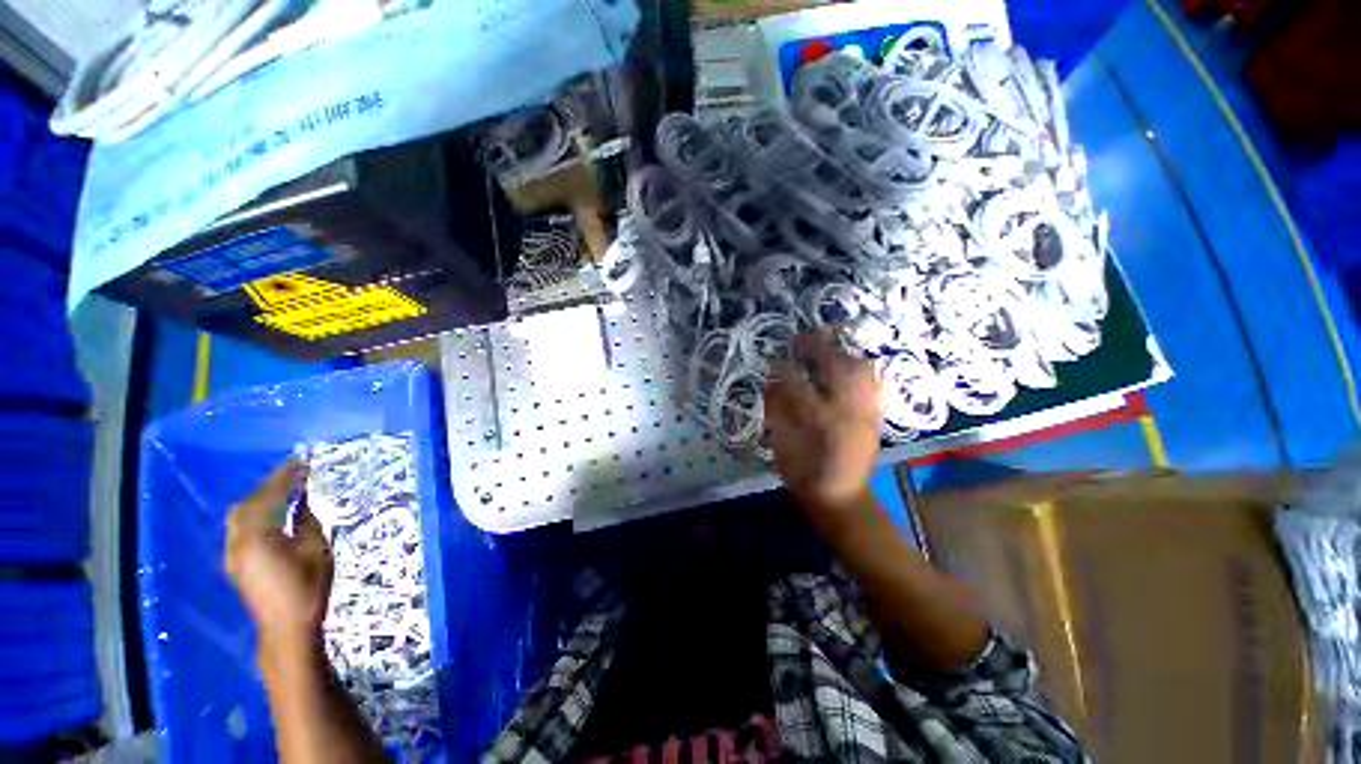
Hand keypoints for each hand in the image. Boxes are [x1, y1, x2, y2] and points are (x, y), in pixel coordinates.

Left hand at [225, 461, 332, 654]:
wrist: (287, 627)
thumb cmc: (307, 586)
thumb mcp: (315, 550)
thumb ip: (307, 522)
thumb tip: (304, 502)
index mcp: (258, 536)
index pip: (270, 497)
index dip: (286, 477)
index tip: (301, 462)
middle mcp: (237, 542)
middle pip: (248, 504)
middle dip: (269, 487)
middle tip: (292, 474)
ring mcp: (233, 554)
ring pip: (239, 517)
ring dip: (259, 501)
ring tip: (281, 492)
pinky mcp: (236, 564)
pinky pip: (240, 529)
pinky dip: (254, 516)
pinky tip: (269, 517)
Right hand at [764, 330, 881, 524]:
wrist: (842, 499)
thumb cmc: (804, 476)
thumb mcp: (781, 445)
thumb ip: (775, 412)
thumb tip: (769, 383)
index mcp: (817, 419)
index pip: (796, 382)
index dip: (782, 367)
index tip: (772, 359)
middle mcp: (846, 410)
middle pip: (835, 366)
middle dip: (816, 347)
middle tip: (800, 340)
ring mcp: (865, 411)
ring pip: (859, 370)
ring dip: (840, 353)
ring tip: (824, 348)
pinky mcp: (874, 416)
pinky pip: (872, 383)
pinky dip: (859, 368)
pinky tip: (846, 365)